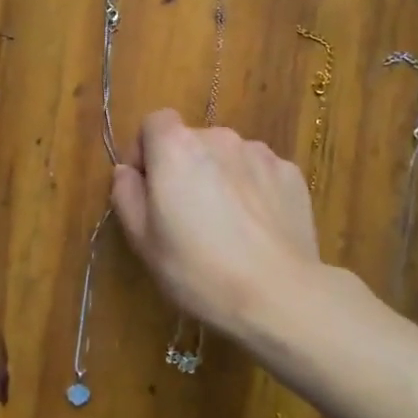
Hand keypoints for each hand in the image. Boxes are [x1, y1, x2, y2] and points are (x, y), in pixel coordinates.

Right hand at [111, 110, 320, 335]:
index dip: (146, 150)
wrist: (278, 295)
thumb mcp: (142, 240)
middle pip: (192, 142)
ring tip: (226, 225)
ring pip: (228, 158)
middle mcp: (219, 138)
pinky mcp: (291, 174)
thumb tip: (127, 171)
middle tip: (186, 216)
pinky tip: (256, 230)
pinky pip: (260, 174)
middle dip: (185, 169)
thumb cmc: (197, 269)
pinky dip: (253, 191)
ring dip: (220, 178)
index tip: (147, 187)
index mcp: (176, 147)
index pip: (155, 122)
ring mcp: (260, 154)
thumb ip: (126, 194)